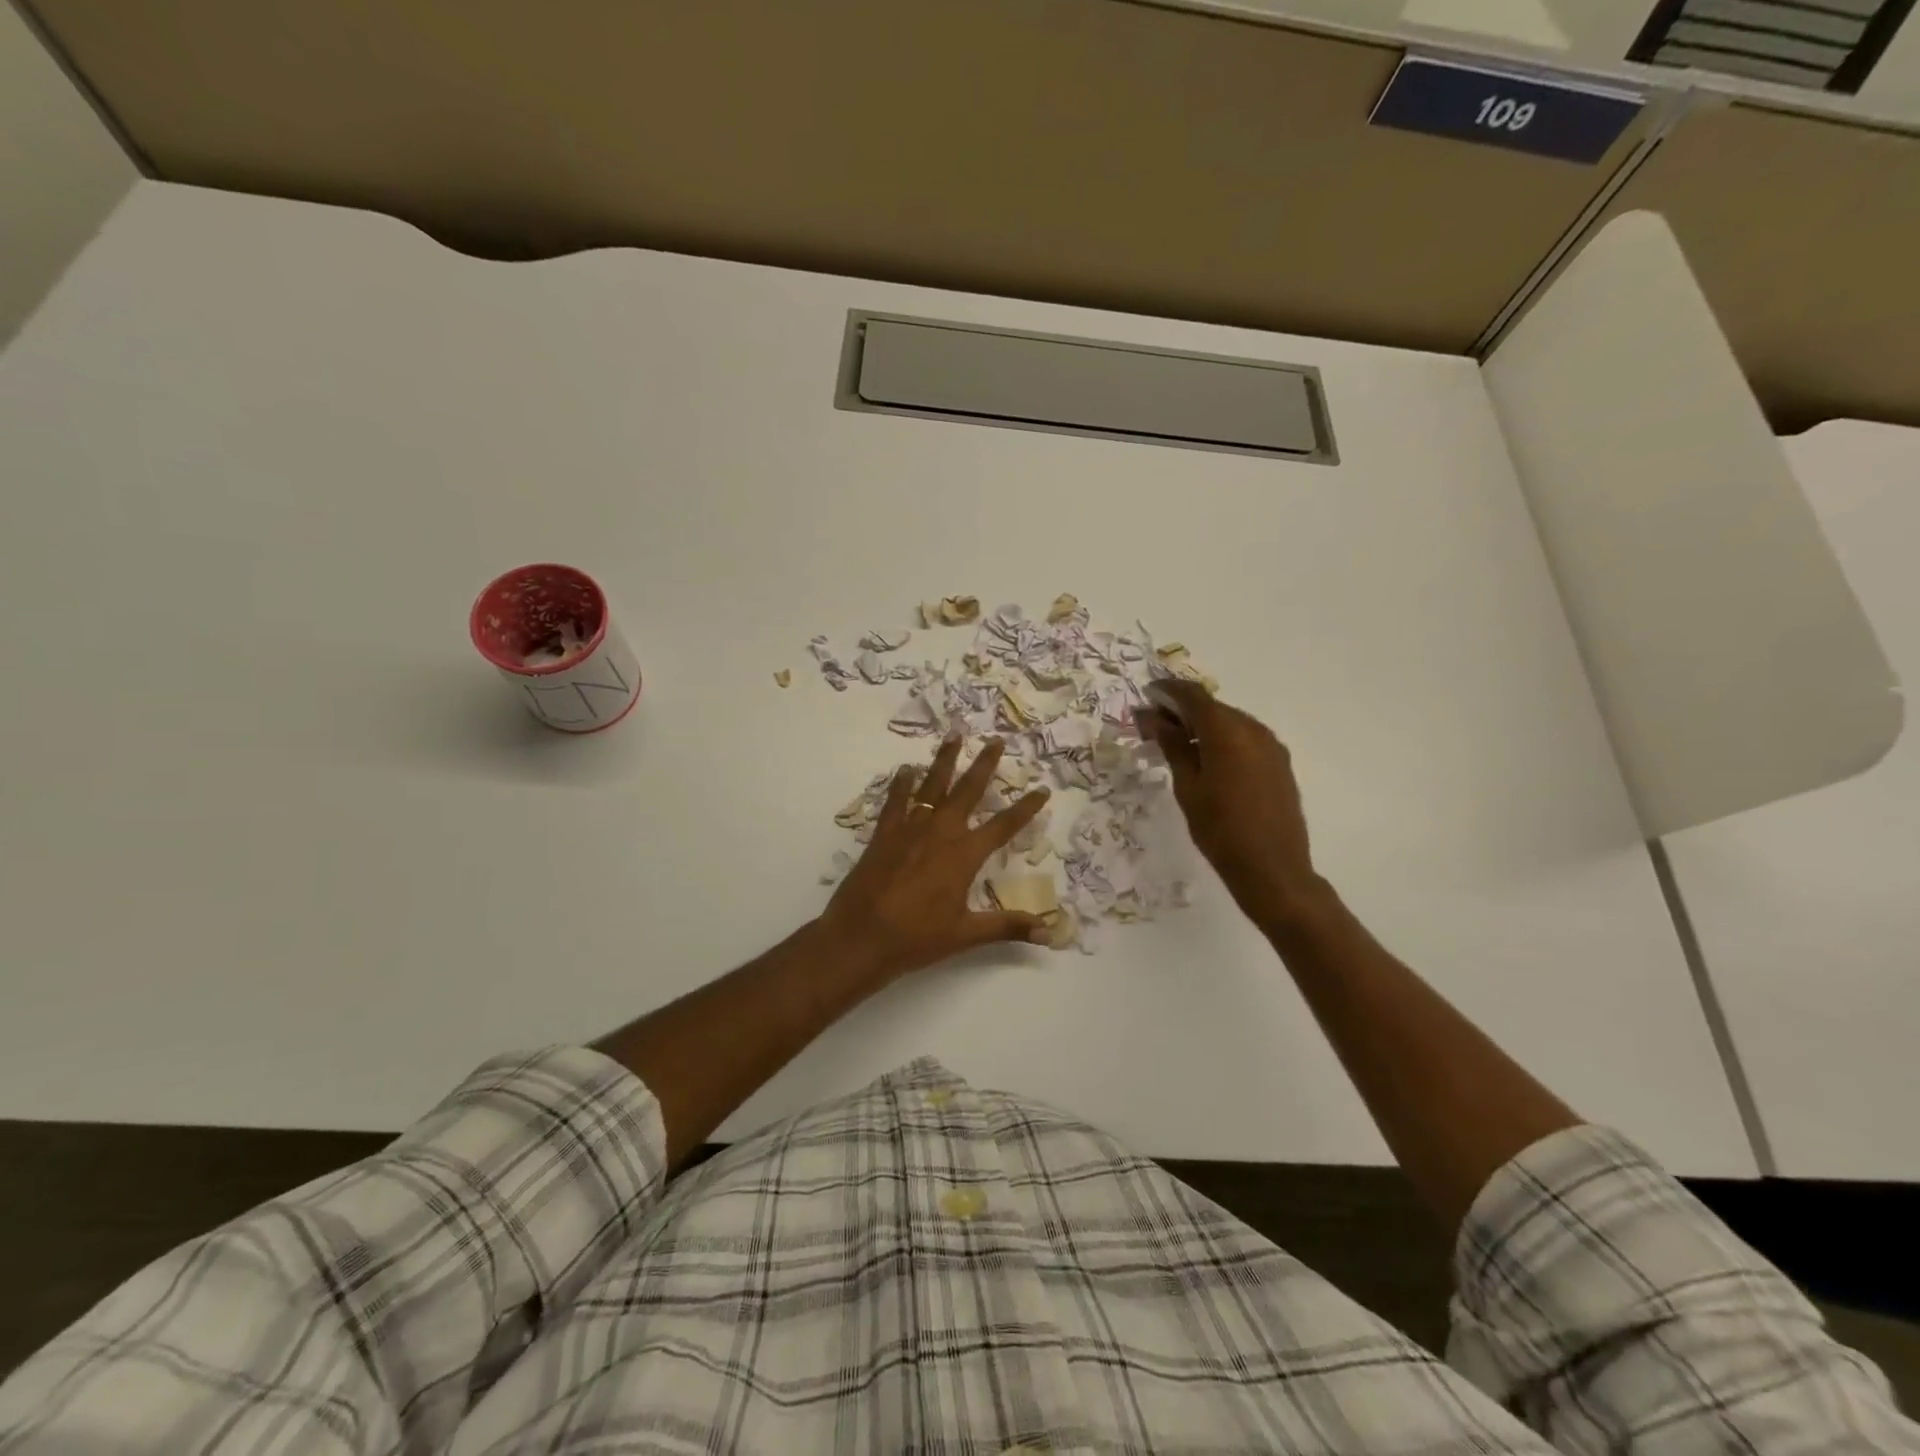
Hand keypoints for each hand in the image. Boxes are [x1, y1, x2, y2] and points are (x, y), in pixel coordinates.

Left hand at [819, 736, 1052, 982]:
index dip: (1026, 808)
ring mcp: (910, 828)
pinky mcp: (884, 832)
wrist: (861, 935)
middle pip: (968, 790)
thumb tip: (1048, 933)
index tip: (1042, 789)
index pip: (1004, 826)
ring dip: (945, 759)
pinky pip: (896, 800)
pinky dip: (902, 783)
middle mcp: (941, 832)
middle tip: (996, 740)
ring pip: (932, 785)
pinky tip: (906, 769)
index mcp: (964, 854)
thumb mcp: (966, 933)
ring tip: (954, 734)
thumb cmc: (917, 936)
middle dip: (984, 764)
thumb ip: (1007, 927)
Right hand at [1140, 681, 1324, 928]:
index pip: (1193, 696)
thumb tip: (1154, 718)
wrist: (1272, 869)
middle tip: (1155, 726)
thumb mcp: (1187, 787)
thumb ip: (1172, 746)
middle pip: (1212, 707)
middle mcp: (1253, 729)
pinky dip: (1222, 739)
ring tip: (1178, 744)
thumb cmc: (1220, 830)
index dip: (1167, 691)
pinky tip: (1207, 759)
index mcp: (1227, 732)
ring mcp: (1271, 745)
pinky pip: (1245, 738)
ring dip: (1203, 725)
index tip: (1147, 696)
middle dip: (1182, 710)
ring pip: (1230, 722)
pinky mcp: (1279, 762)